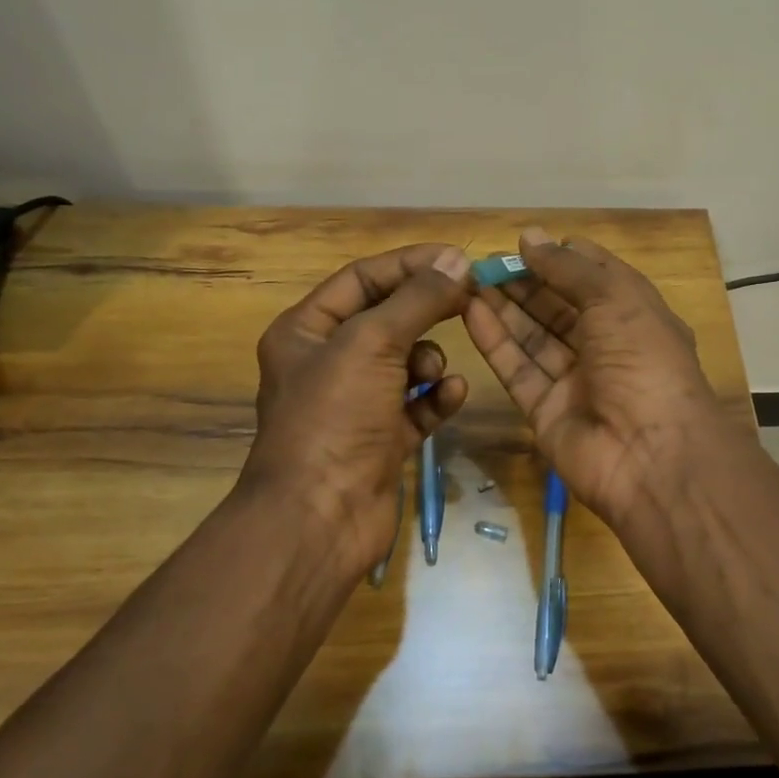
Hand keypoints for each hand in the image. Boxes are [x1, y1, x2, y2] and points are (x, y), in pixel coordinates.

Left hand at [243, 243, 472, 575]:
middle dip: (427, 309)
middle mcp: (328, 362)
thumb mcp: (372, 343)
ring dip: (428, 359)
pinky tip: (449, 395)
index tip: (458, 258)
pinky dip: (435, 397)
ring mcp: (356, 403)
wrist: (319, 518)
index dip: (410, 264)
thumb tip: (456, 261)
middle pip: (388, 318)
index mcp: (306, 331)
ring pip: (405, 362)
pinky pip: (417, 404)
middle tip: (472, 298)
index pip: (363, 279)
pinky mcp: (382, 439)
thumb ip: (417, 300)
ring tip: (432, 372)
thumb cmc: (334, 417)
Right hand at [461, 228, 729, 529]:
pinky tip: (470, 312)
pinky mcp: (545, 411)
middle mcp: (606, 346)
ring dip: (503, 308)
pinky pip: (518, 369)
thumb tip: (531, 237)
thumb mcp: (616, 299)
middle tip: (482, 263)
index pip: (595, 278)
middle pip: (558, 308)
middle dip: (524, 283)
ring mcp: (575, 381)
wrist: (650, 456)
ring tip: (467, 280)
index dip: (562, 258)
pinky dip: (495, 341)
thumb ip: (569, 268)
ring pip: (533, 337)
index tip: (524, 243)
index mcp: (634, 316)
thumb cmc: (643, 361)